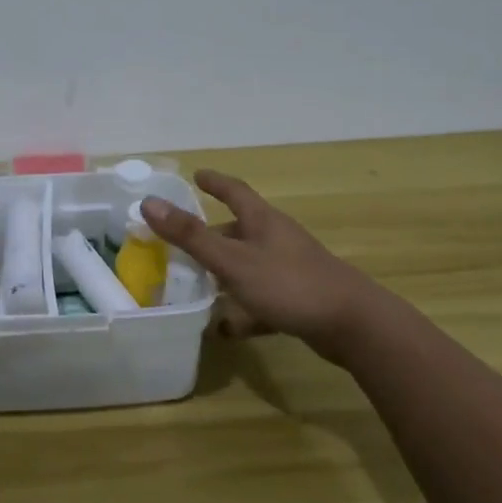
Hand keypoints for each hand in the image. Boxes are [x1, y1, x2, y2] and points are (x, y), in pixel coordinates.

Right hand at [141, 169, 383, 363]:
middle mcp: (277, 239)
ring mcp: (291, 268)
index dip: (214, 182)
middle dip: (211, 234)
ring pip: (249, 264)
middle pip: (239, 229)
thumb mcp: (233, 261)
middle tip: (180, 242)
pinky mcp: (299, 298)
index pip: (234, 190)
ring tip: (195, 283)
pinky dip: (242, 308)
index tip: (196, 175)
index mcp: (262, 221)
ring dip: (224, 271)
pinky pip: (261, 296)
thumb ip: (191, 236)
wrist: (353, 325)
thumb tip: (148, 203)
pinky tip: (227, 328)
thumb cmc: (289, 284)